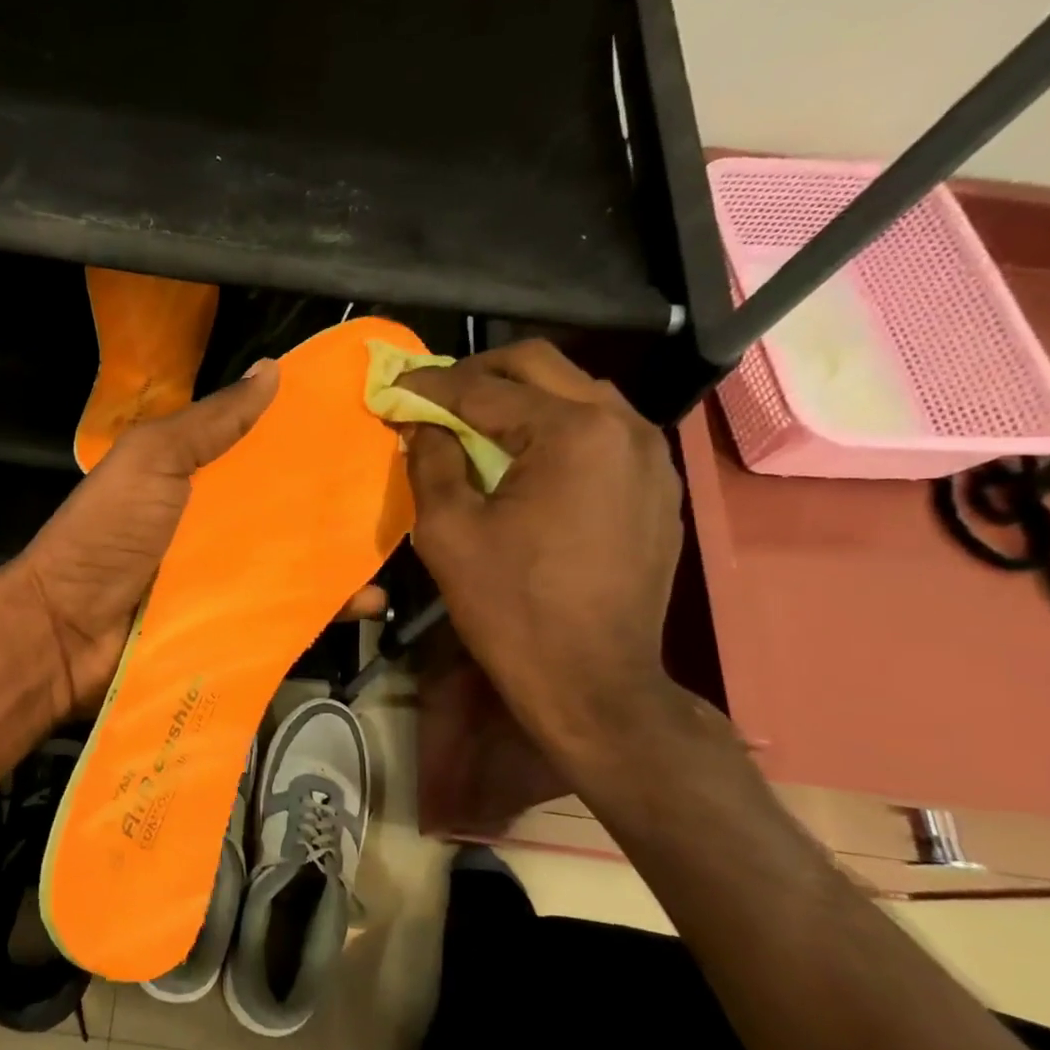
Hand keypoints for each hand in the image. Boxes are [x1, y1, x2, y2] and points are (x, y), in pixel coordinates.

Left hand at [10, 363, 384, 716]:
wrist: (66, 631)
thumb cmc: (108, 533)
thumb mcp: (152, 460)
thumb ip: (210, 422)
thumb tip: (273, 371)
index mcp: (200, 479)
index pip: (265, 452)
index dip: (310, 438)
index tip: (370, 422)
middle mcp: (220, 526)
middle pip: (289, 508)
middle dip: (340, 499)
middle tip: (405, 486)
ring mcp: (229, 579)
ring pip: (298, 561)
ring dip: (344, 555)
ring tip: (403, 542)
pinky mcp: (235, 626)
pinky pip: (288, 613)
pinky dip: (326, 608)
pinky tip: (369, 600)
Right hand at [396, 340, 684, 767]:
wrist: (593, 683)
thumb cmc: (511, 609)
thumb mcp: (448, 533)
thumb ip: (431, 462)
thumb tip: (422, 424)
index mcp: (572, 432)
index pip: (485, 387)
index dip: (430, 385)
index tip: (393, 387)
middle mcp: (623, 425)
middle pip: (540, 366)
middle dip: (478, 374)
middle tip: (433, 397)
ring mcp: (650, 455)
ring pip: (576, 393)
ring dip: (520, 398)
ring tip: (475, 425)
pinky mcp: (656, 486)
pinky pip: (601, 431)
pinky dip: (555, 428)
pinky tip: (525, 460)